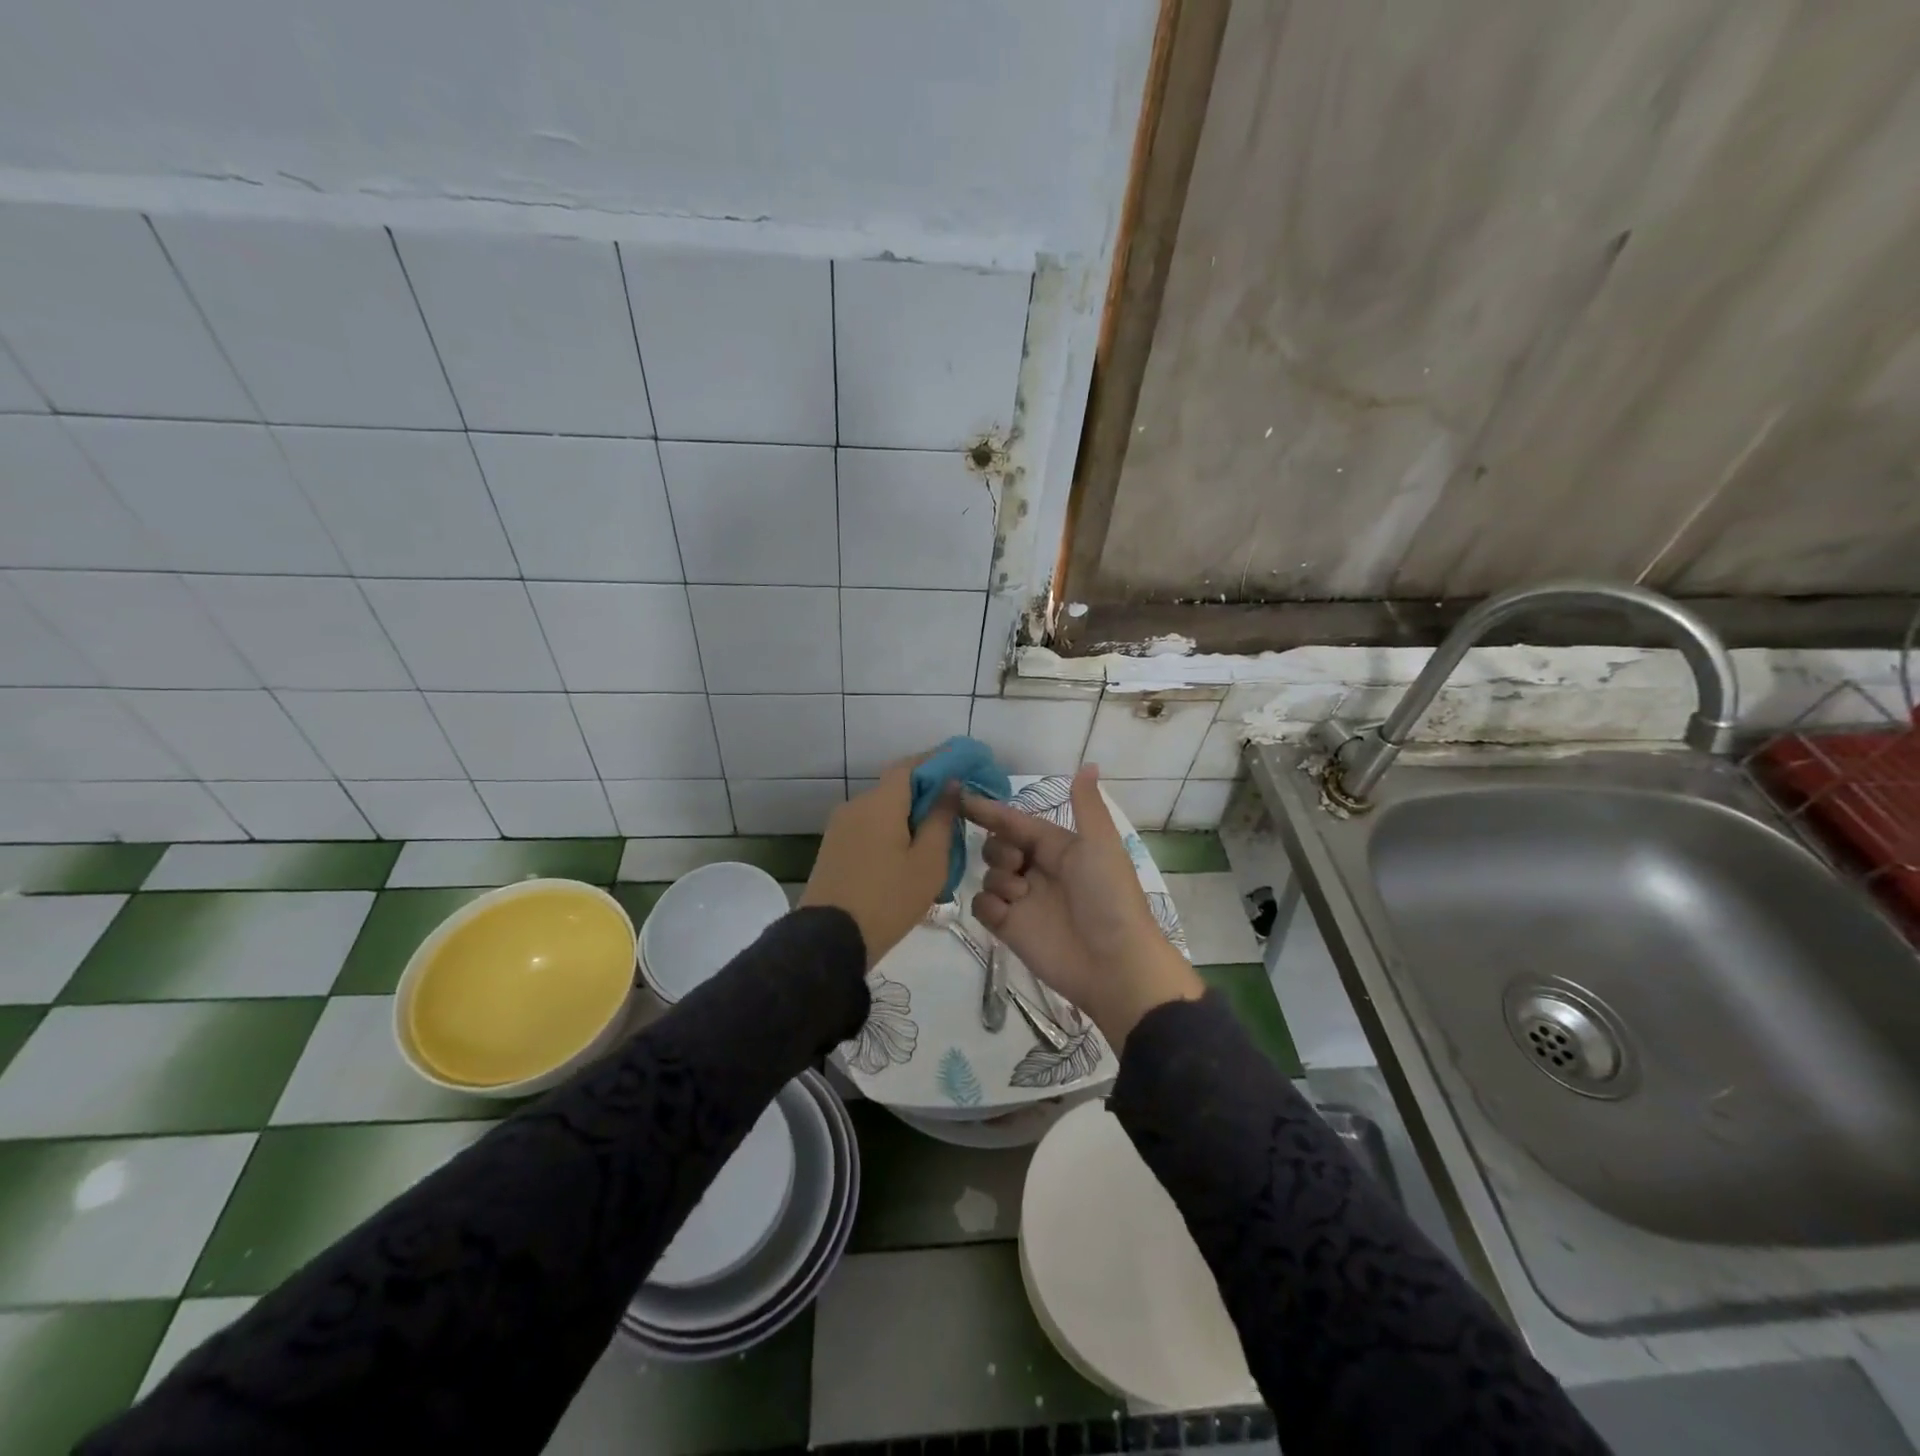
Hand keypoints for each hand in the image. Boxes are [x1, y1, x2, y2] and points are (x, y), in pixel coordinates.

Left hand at [801, 756, 956, 966]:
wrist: (829, 940)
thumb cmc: (888, 899)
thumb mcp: (928, 862)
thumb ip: (941, 818)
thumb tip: (949, 784)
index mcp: (880, 802)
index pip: (910, 765)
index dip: (937, 761)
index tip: (962, 767)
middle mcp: (856, 806)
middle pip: (896, 788)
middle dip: (925, 795)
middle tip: (954, 814)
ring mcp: (840, 827)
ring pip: (882, 811)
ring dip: (907, 818)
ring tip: (934, 843)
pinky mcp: (833, 849)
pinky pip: (868, 829)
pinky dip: (890, 833)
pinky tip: (906, 858)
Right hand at [962, 764, 1202, 1045]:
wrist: (1114, 963)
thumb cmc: (1108, 896)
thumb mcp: (1100, 844)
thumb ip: (1086, 804)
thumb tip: (1088, 764)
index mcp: (1058, 848)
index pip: (1017, 823)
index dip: (991, 811)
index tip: (961, 799)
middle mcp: (1038, 871)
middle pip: (997, 847)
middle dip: (998, 849)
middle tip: (1017, 864)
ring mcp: (1023, 901)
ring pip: (989, 875)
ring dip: (998, 878)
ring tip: (1020, 896)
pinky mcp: (1010, 930)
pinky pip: (983, 906)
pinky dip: (989, 905)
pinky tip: (1007, 914)